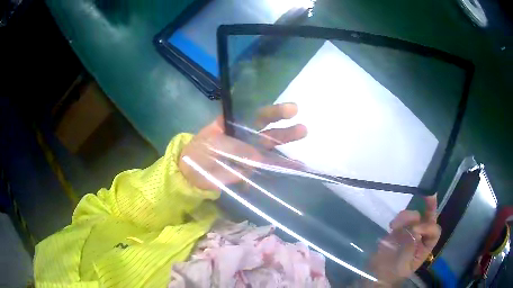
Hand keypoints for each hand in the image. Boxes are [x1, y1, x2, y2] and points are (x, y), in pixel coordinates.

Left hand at [179, 103, 306, 190]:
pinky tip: (297, 167)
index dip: (273, 112)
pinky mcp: (251, 168)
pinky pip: (268, 166)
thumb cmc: (198, 153)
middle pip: (268, 129)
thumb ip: (233, 149)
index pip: (256, 114)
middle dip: (285, 128)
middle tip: (303, 127)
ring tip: (304, 146)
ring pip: (271, 147)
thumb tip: (257, 157)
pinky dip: (282, 166)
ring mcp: (250, 152)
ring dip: (287, 145)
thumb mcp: (211, 145)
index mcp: (234, 123)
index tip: (292, 110)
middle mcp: (245, 135)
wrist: (191, 175)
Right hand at [366, 195, 440, 286]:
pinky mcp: (399, 230)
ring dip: (407, 216)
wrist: (376, 275)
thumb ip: (410, 247)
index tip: (414, 230)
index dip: (428, 227)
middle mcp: (421, 237)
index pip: (434, 231)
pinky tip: (391, 226)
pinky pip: (402, 219)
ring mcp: (410, 232)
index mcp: (426, 247)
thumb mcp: (403, 265)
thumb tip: (412, 230)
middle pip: (430, 218)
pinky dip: (398, 219)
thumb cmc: (392, 274)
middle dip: (430, 205)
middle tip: (428, 194)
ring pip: (415, 216)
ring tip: (394, 225)